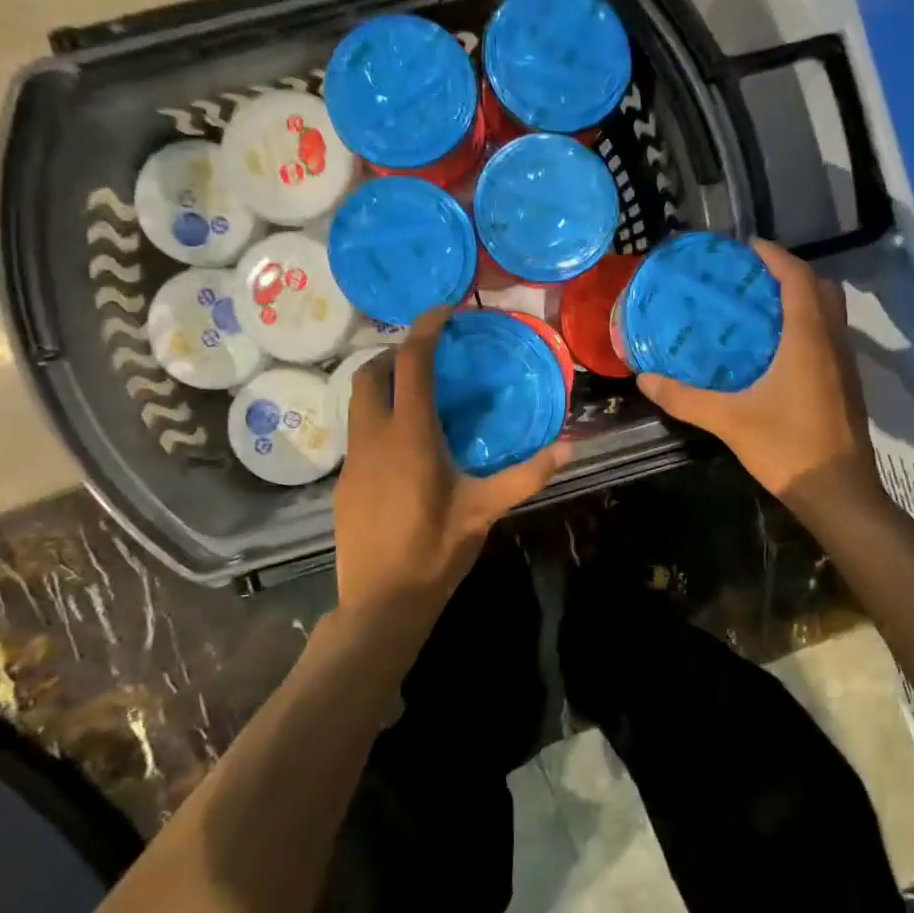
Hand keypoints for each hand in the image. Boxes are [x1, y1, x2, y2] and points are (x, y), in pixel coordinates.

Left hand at [333, 308, 570, 619]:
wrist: (380, 601)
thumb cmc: (435, 550)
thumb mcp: (485, 510)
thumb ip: (526, 475)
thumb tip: (568, 448)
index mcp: (409, 436)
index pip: (411, 365)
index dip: (424, 330)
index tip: (443, 311)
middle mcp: (373, 438)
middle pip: (369, 374)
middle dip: (394, 354)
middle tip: (427, 357)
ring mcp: (352, 460)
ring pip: (357, 403)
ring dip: (382, 385)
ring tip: (417, 394)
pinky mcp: (344, 482)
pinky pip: (358, 433)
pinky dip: (377, 418)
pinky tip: (404, 444)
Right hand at [636, 240, 878, 514]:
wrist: (838, 493)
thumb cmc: (788, 448)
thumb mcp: (729, 421)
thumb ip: (685, 398)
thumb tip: (645, 378)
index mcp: (808, 338)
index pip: (798, 278)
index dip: (776, 256)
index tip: (747, 247)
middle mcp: (832, 342)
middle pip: (820, 288)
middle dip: (790, 273)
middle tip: (752, 278)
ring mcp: (845, 364)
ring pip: (829, 313)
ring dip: (801, 299)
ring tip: (760, 307)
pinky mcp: (846, 385)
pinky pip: (829, 336)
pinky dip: (807, 325)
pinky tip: (776, 349)